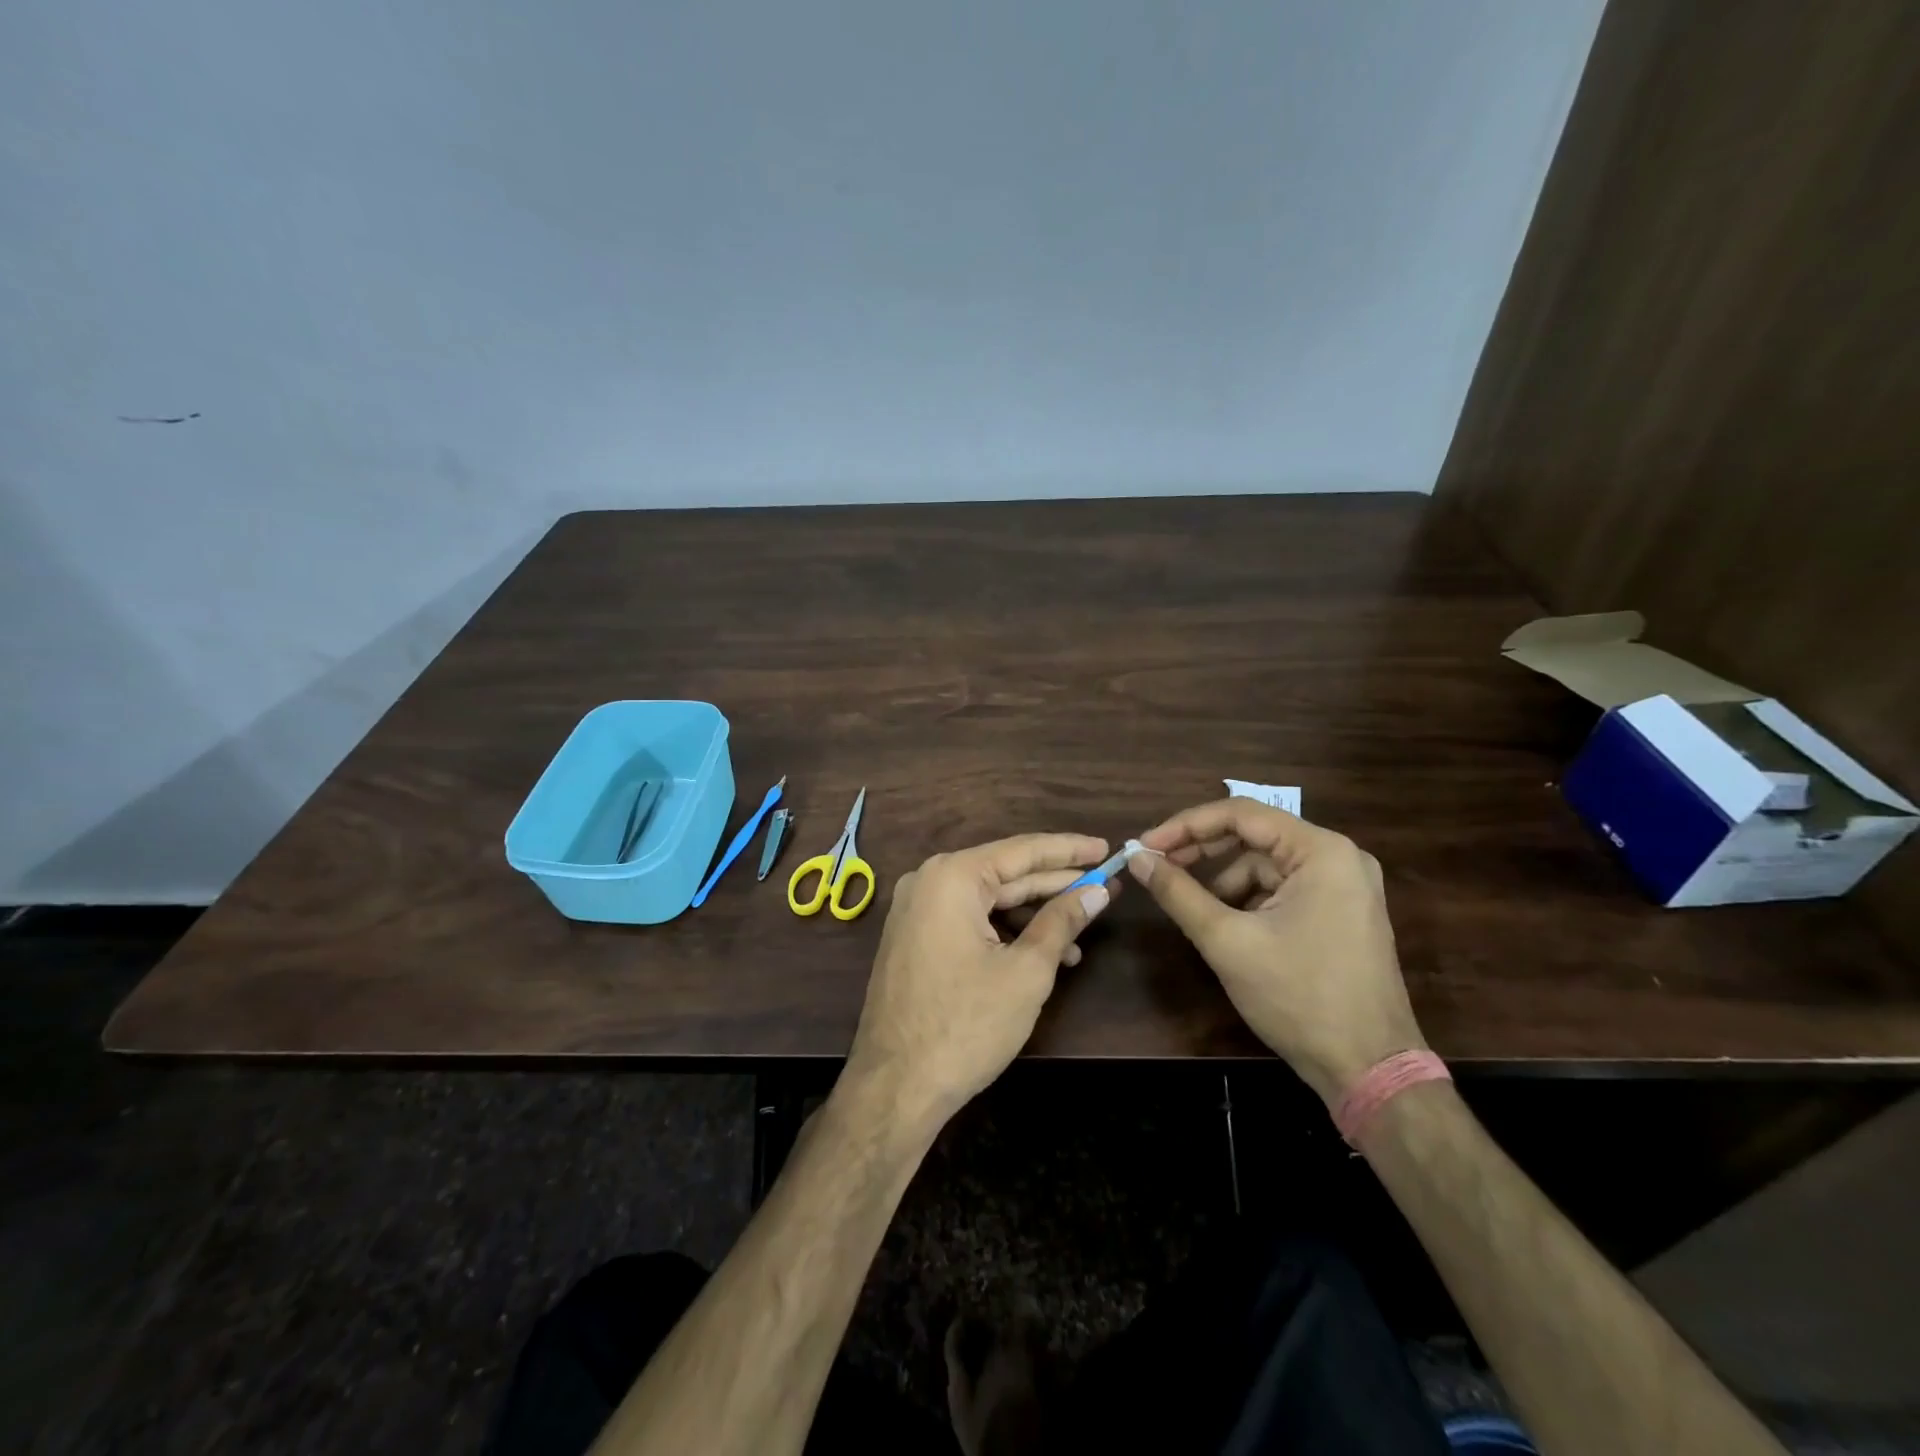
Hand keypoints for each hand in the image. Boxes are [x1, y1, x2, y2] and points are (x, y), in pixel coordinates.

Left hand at [843, 834, 1114, 1130]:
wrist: (895, 1087)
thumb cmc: (966, 1024)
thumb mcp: (1026, 971)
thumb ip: (1062, 922)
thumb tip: (1096, 893)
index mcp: (952, 877)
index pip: (1022, 850)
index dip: (1069, 850)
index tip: (1106, 847)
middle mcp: (928, 882)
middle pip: (1005, 874)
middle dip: (1056, 883)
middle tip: (1103, 885)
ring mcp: (916, 911)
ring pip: (988, 900)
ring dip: (1034, 914)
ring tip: (1081, 930)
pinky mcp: (915, 939)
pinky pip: (968, 920)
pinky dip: (1005, 932)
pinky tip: (1042, 952)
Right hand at [1129, 800, 1423, 1106]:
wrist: (1369, 1070)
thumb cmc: (1298, 997)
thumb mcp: (1227, 941)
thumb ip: (1177, 892)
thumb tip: (1137, 858)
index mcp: (1321, 851)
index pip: (1240, 814)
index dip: (1185, 825)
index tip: (1145, 845)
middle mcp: (1339, 857)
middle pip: (1254, 836)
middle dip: (1202, 851)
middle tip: (1157, 867)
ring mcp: (1345, 886)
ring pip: (1265, 865)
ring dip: (1223, 880)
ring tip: (1191, 908)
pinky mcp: (1341, 912)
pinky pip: (1282, 889)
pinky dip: (1248, 900)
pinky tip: (1225, 925)